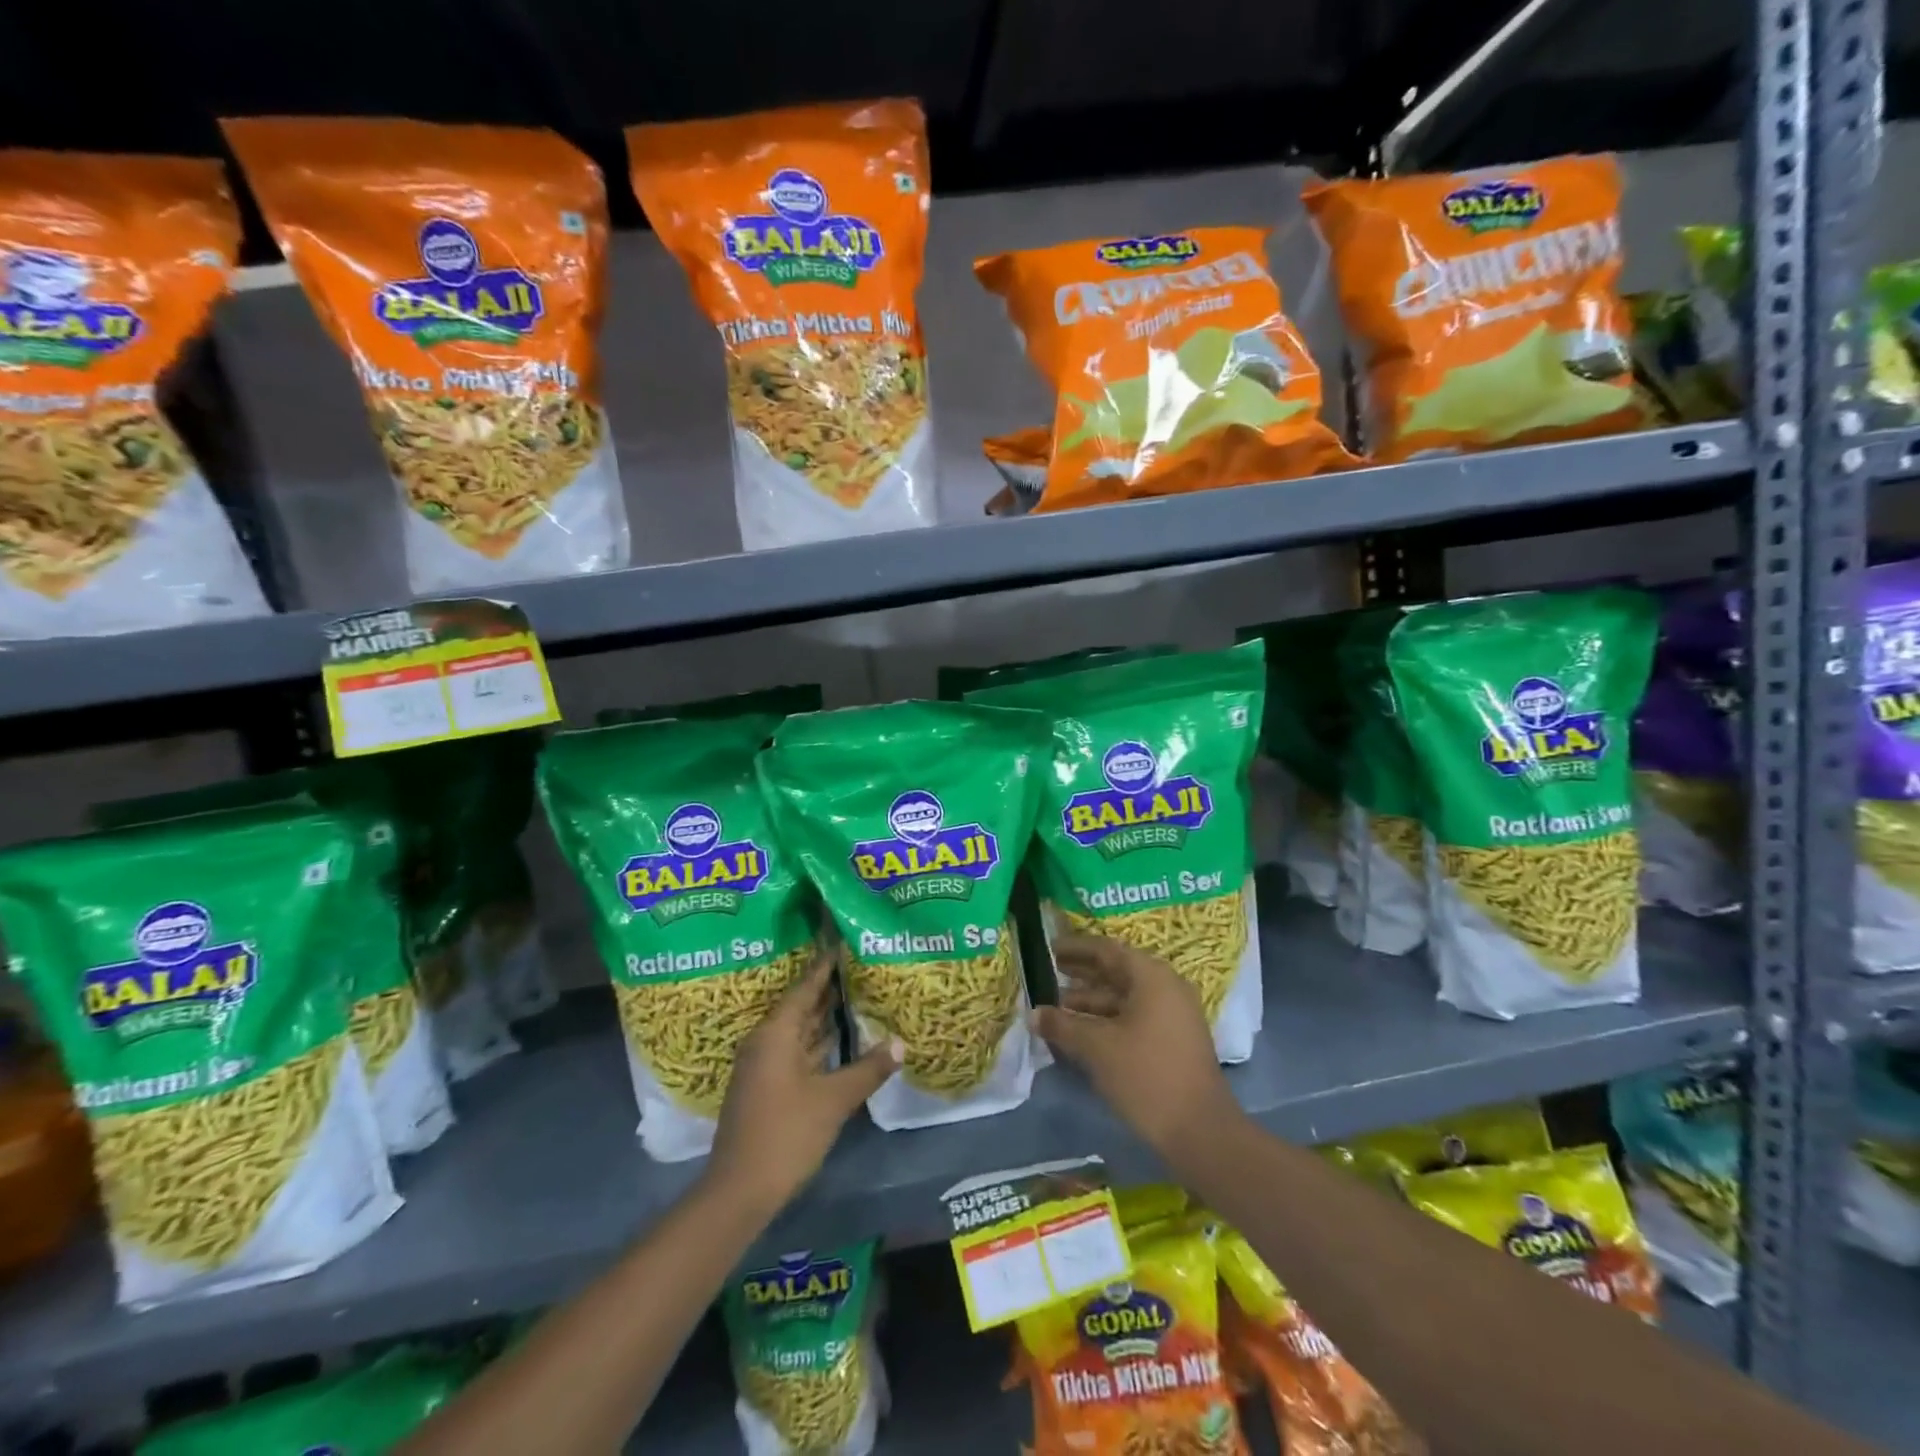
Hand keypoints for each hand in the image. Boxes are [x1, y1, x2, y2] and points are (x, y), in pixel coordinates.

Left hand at [706, 953, 899, 1215]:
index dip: (826, 964)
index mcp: (776, 1033)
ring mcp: (764, 1065)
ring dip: (824, 1014)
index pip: (805, 986)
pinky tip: (840, 1038)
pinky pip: (797, 1050)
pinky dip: (818, 1041)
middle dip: (829, 986)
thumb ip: (868, 1068)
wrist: (739, 1191)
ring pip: (799, 1029)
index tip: (845, 940)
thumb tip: (900, 1042)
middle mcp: (766, 1041)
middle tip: (860, 963)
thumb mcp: (833, 1100)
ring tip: (857, 991)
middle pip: (801, 1005)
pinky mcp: (767, 1086)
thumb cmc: (786, 1134)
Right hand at [1031, 932, 1241, 1158]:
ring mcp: (1172, 1016)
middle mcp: (1165, 988)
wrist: (1200, 1131)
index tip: (1048, 948)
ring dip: (1090, 1000)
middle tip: (1047, 972)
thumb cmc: (1146, 1075)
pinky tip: (1080, 1031)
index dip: (1075, 948)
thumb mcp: (1097, 1047)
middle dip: (1080, 974)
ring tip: (1055, 1006)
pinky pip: (1133, 1017)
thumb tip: (1033, 1014)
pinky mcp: (1172, 1041)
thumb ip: (1062, 1025)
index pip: (1107, 950)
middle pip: (1116, 972)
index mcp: (1151, 976)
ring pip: (1123, 997)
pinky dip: (1106, 1019)